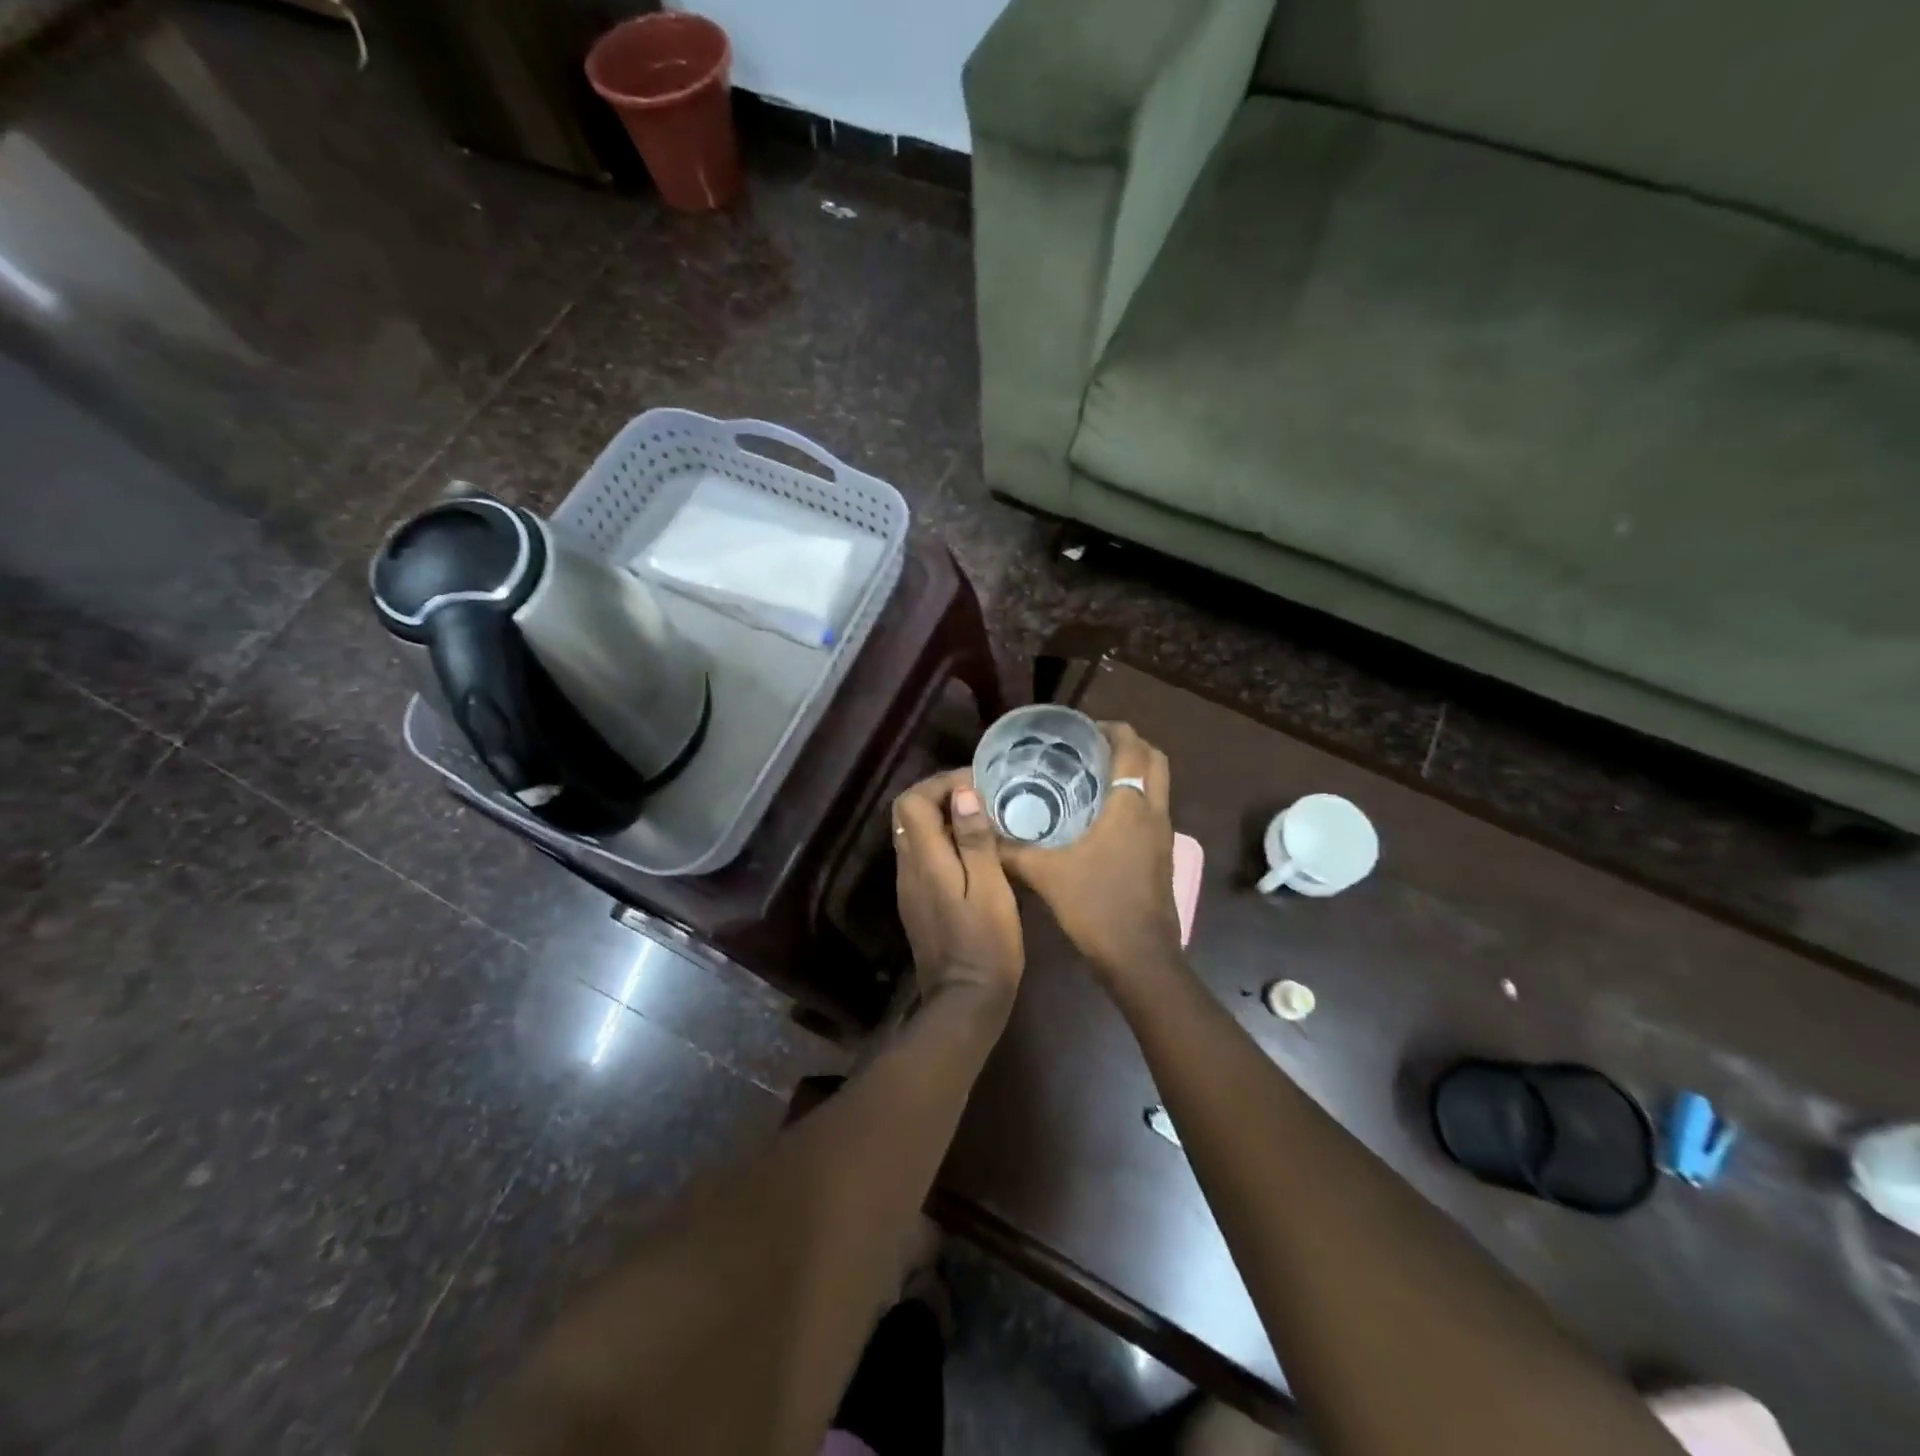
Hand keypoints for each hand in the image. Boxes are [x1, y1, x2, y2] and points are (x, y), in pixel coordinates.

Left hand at [894, 769, 1023, 1003]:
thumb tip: (962, 793)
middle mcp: (907, 868)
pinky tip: (972, 850)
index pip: (912, 801)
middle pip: (907, 813)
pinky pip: (922, 854)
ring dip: (941, 817)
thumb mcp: (990, 888)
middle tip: (980, 796)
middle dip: (940, 794)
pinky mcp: (917, 900)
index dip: (941, 783)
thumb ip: (974, 840)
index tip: (977, 783)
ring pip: (913, 833)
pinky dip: (942, 840)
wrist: (965, 1001)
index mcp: (924, 860)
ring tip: (981, 817)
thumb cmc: (986, 944)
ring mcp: (908, 886)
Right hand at [1001, 723, 1180, 984]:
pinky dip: (1134, 798)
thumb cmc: (1096, 905)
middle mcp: (1153, 812)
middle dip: (1127, 745)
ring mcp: (1163, 835)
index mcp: (1130, 805)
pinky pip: (1152, 809)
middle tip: (1088, 748)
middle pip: (1154, 759)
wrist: (1139, 957)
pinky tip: (1099, 816)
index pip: (1132, 746)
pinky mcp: (1162, 855)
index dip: (1111, 729)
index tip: (1081, 729)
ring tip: (1091, 776)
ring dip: (1133, 771)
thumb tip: (981, 831)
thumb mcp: (1045, 874)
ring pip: (1157, 785)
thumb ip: (1011, 850)